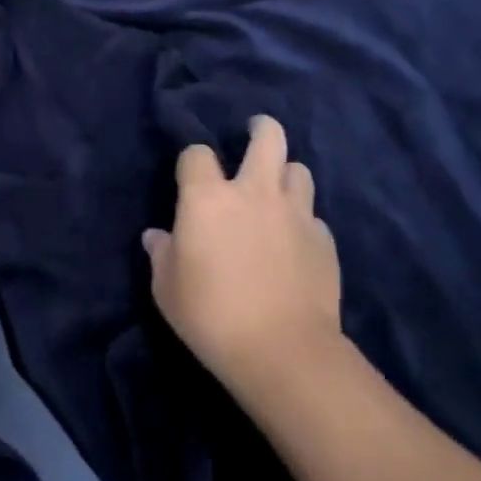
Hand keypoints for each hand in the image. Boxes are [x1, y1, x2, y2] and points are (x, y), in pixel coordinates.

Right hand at [143, 117, 341, 395]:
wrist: (283, 352)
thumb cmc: (212, 316)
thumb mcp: (168, 289)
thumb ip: (162, 255)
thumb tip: (156, 237)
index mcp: (208, 197)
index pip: (197, 153)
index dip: (193, 161)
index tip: (192, 175)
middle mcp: (254, 191)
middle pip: (268, 136)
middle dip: (261, 129)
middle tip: (254, 134)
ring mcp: (295, 212)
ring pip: (299, 170)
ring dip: (286, 176)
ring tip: (278, 192)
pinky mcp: (324, 239)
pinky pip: (314, 217)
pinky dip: (304, 222)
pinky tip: (297, 243)